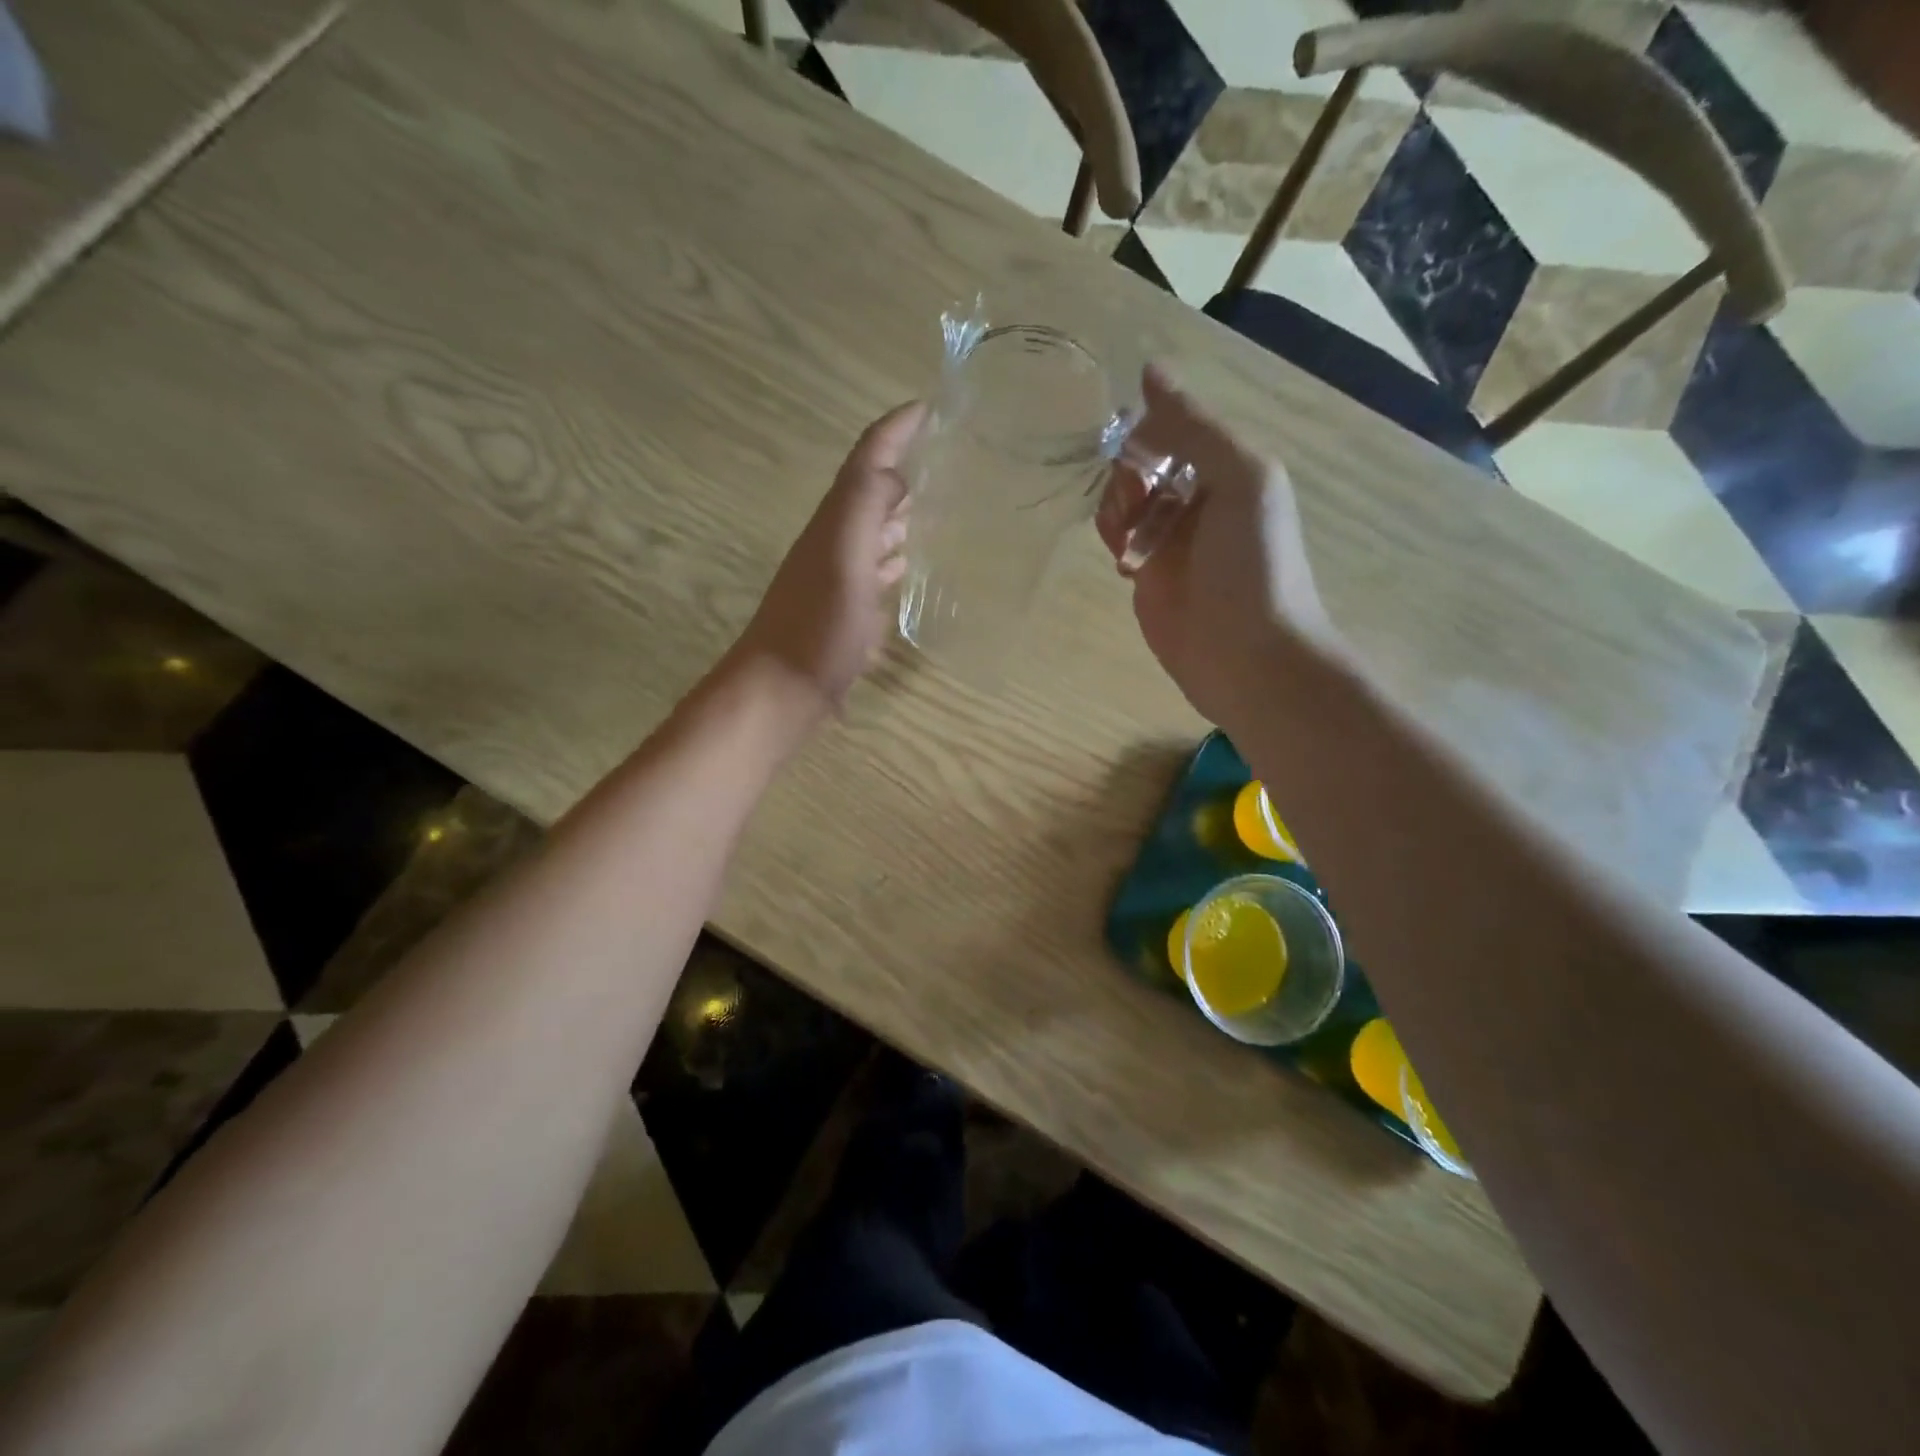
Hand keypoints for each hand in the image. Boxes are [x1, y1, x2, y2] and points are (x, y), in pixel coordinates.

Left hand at [731, 401, 922, 721]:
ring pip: (871, 533)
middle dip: (901, 468)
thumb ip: (864, 507)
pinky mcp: (843, 615)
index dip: (894, 431)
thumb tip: (894, 470)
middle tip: (944, 453)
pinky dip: (893, 561)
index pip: (866, 461)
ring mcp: (837, 581)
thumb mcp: (843, 558)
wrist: (781, 691)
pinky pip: (873, 573)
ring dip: (899, 514)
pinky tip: (908, 569)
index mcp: (836, 523)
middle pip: (868, 493)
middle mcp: (834, 544)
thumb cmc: (817, 626)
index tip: (929, 408)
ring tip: (938, 504)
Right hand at [1096, 370, 1338, 734]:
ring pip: (1123, 500)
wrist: (1248, 657)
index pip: (1171, 426)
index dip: (1146, 433)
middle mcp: (1196, 497)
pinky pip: (1117, 540)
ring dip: (1116, 509)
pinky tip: (1127, 562)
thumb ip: (1196, 426)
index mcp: (1226, 467)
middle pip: (1141, 461)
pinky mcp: (1146, 577)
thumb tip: (1150, 370)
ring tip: (1130, 541)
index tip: (1138, 456)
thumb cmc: (1253, 564)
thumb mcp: (1241, 478)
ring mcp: (1169, 539)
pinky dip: (1113, 540)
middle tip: (1137, 506)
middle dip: (1128, 475)